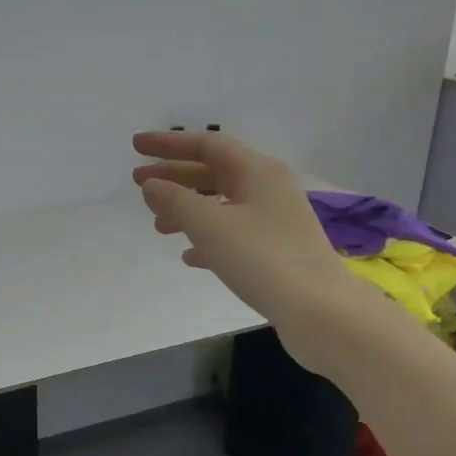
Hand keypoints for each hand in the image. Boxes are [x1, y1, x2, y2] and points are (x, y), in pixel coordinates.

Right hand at [132, 130, 363, 375]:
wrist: (319, 311)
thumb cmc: (262, 259)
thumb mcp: (210, 226)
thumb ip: (176, 200)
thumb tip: (152, 184)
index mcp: (257, 171)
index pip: (207, 144)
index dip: (169, 144)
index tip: (136, 146)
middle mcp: (269, 189)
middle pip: (214, 173)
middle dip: (175, 177)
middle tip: (138, 183)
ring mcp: (276, 221)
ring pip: (222, 205)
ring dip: (188, 210)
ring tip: (157, 226)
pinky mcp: (277, 252)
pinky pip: (234, 235)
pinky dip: (208, 240)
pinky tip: (189, 257)